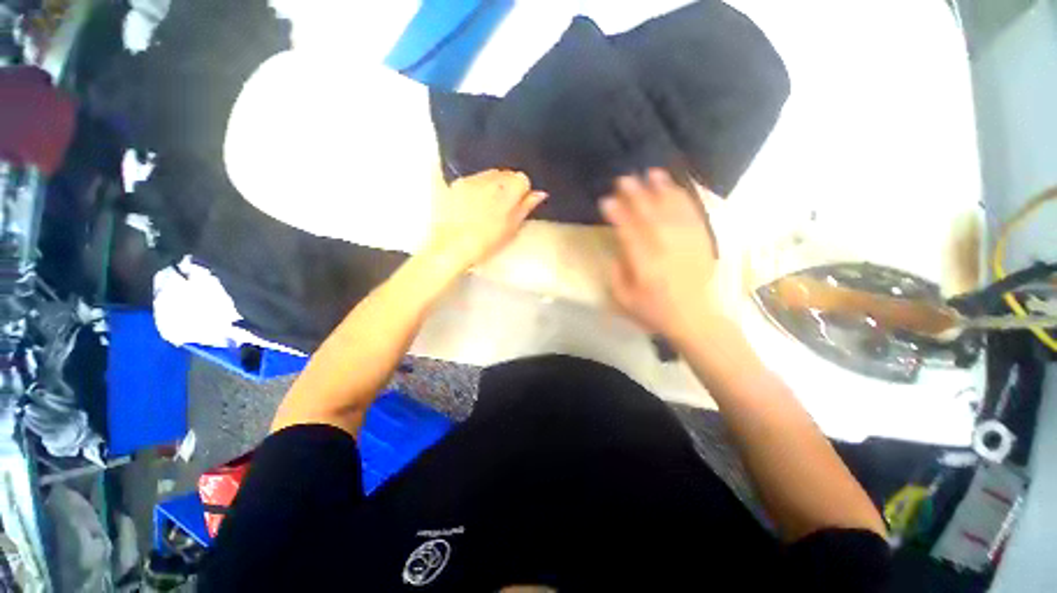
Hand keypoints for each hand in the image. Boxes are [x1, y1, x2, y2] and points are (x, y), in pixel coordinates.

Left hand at [423, 170, 546, 273]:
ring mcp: (472, 180)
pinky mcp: (456, 183)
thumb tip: (540, 193)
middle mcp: (490, 180)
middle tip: (502, 206)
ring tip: (486, 205)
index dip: (521, 192)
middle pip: (506, 173)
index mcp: (508, 192)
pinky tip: (472, 203)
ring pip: (490, 174)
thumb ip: (526, 207)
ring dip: (493, 185)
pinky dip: (477, 186)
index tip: (517, 205)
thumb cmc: (486, 243)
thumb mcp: (511, 228)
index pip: (522, 179)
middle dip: (507, 186)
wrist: (452, 247)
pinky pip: (474, 178)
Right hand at [601, 169, 723, 341]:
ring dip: (661, 190)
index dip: (617, 215)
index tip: (606, 200)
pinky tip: (675, 188)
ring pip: (673, 211)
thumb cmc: (654, 311)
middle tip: (624, 178)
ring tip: (651, 173)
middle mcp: (666, 250)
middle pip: (650, 216)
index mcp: (645, 266)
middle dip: (636, 195)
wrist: (694, 319)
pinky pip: (692, 216)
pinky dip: (683, 199)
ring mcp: (687, 244)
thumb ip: (617, 273)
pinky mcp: (701, 242)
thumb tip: (617, 248)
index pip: (629, 233)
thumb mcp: (624, 299)